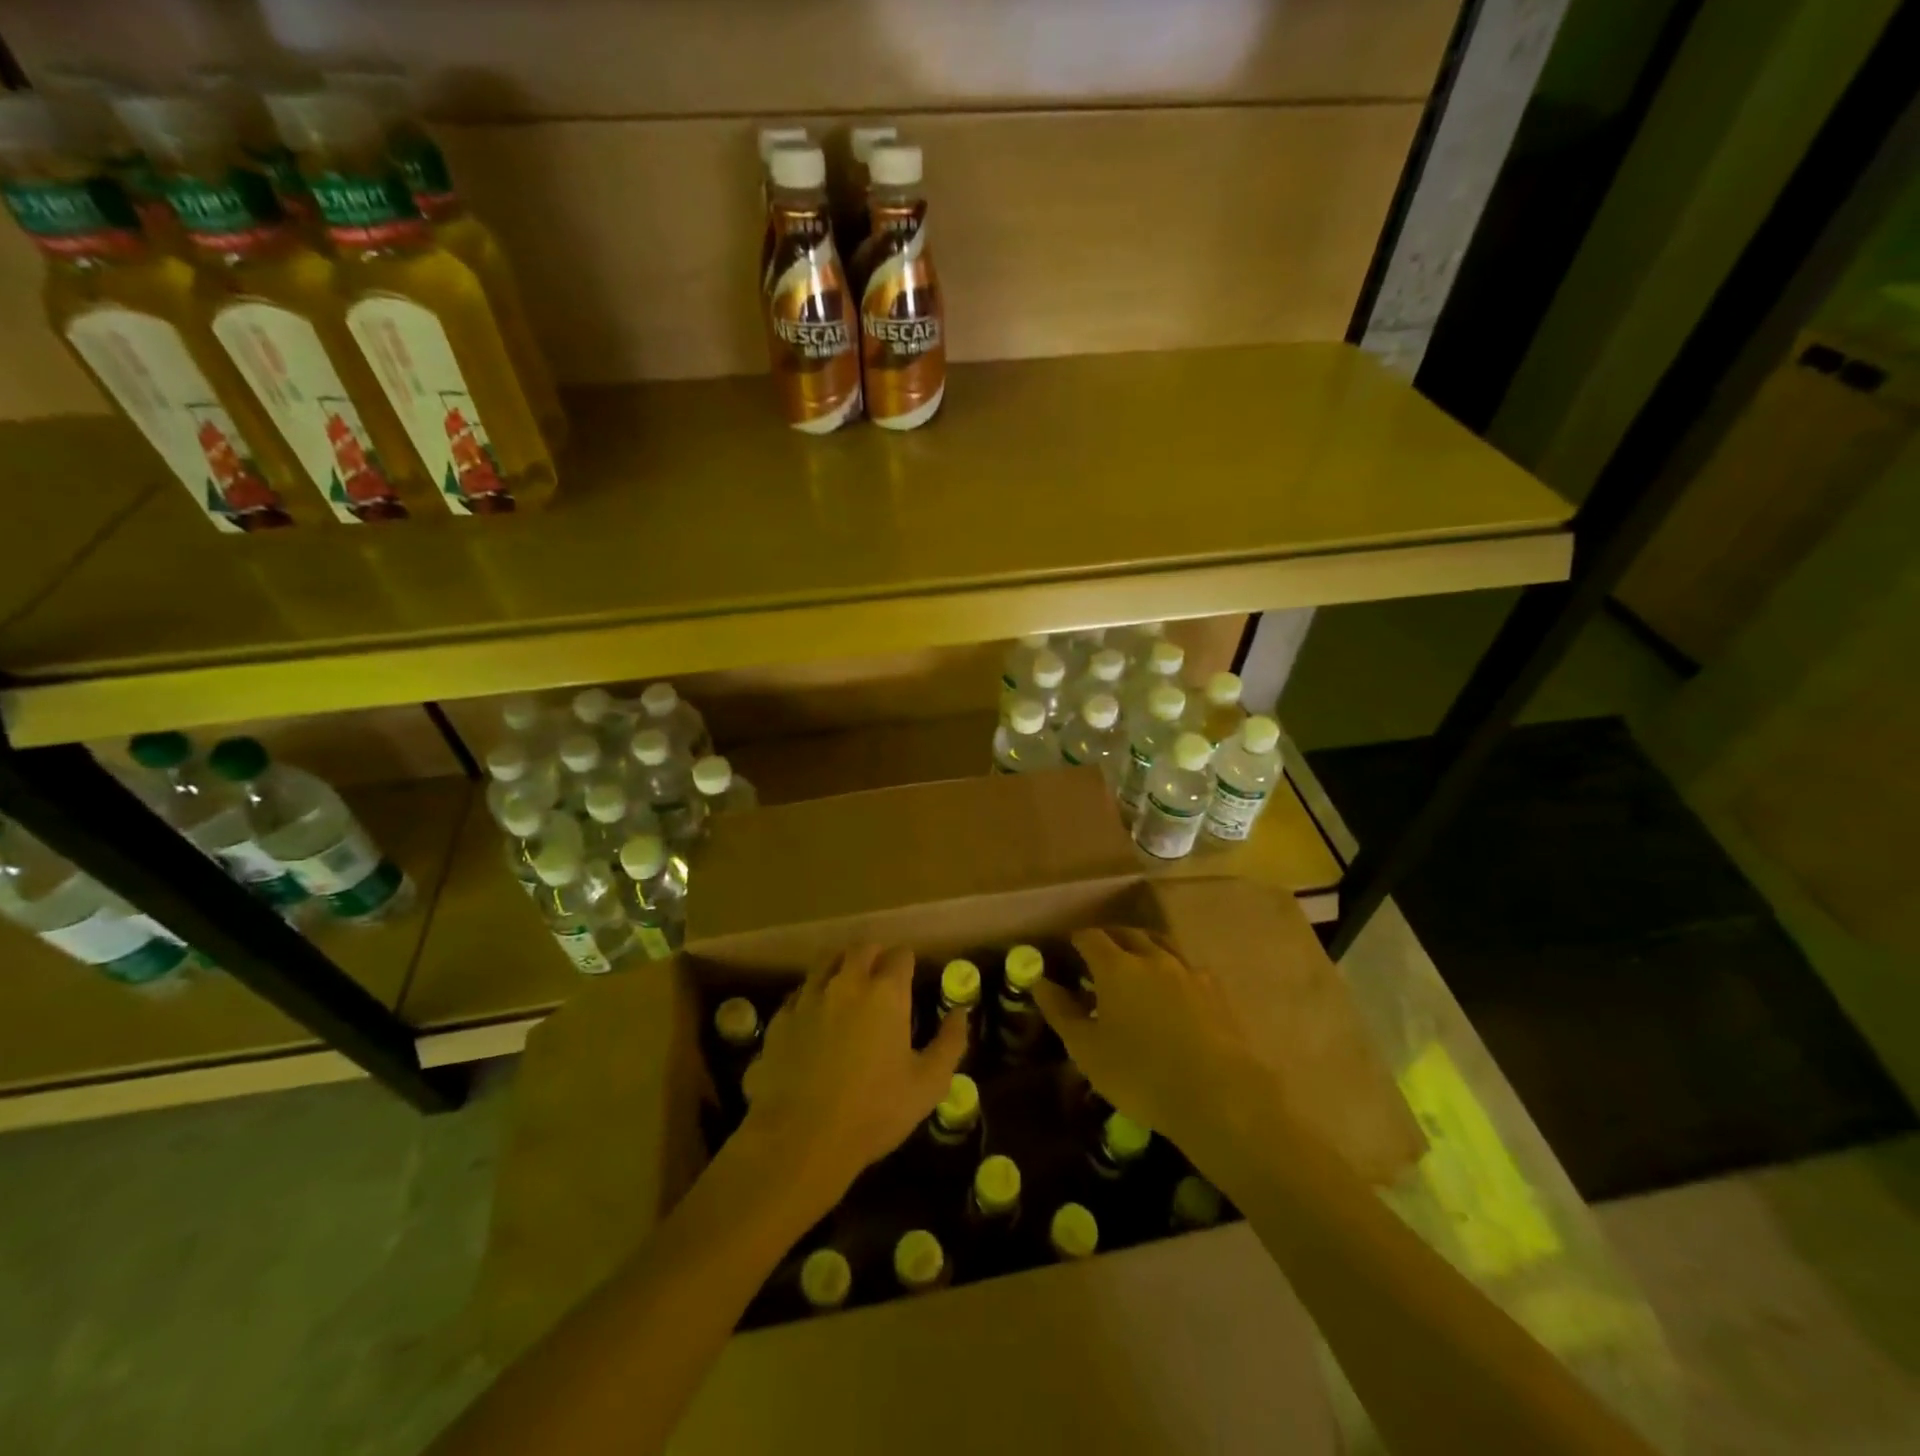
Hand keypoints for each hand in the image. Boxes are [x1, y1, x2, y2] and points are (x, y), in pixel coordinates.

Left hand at [737, 944, 968, 1210]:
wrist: (800, 1139)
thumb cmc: (874, 1111)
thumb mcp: (928, 1084)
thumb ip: (950, 1043)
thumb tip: (960, 1013)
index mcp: (886, 993)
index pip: (900, 955)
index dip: (908, 962)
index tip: (911, 977)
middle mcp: (847, 983)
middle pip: (862, 948)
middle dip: (875, 955)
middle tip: (881, 976)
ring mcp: (809, 997)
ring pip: (826, 961)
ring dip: (841, 965)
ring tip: (848, 985)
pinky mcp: (780, 1018)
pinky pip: (800, 992)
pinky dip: (812, 994)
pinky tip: (815, 1016)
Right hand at [1031, 928, 1270, 1154]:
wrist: (1218, 1094)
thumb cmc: (1140, 1074)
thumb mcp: (1087, 1050)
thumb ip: (1060, 1011)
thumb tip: (1039, 982)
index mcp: (1115, 966)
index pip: (1090, 937)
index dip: (1076, 940)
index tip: (1067, 950)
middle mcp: (1151, 957)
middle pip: (1126, 933)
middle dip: (1109, 939)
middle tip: (1097, 957)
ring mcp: (1187, 970)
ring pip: (1160, 943)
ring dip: (1142, 947)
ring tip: (1134, 964)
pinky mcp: (1214, 990)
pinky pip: (1187, 966)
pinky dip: (1172, 968)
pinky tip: (1172, 988)